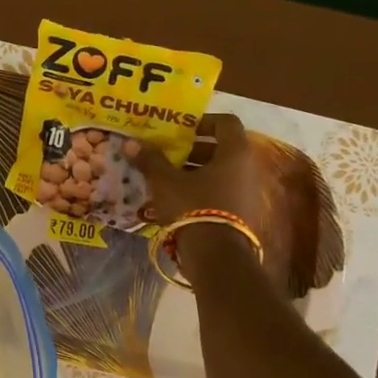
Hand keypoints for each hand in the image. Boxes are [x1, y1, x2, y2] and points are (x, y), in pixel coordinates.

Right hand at [132, 113, 264, 234]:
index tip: (180, 129)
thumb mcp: (165, 182)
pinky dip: (202, 189)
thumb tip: (130, 143)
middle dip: (193, 148)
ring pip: (220, 171)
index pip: (226, 122)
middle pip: (222, 148)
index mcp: (234, 153)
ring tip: (168, 177)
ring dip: (196, 170)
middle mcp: (247, 168)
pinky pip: (221, 191)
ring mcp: (247, 192)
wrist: (216, 256)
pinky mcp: (241, 213)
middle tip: (169, 153)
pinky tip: (178, 199)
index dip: (203, 121)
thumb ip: (150, 160)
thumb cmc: (193, 207)